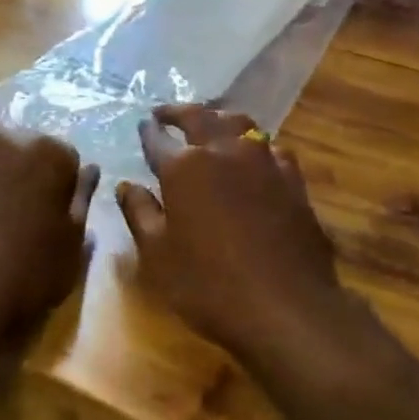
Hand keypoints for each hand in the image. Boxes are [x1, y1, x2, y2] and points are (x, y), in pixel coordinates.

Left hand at [0, 126, 98, 346]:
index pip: (67, 160)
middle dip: (28, 172)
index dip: (63, 190)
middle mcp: (8, 136)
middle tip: (23, 214)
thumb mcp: (71, 247)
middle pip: (26, 148)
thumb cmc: (23, 274)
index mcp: (50, 152)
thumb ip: (82, 201)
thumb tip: (89, 171)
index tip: (55, 217)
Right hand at [115, 104, 343, 365]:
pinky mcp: (293, 179)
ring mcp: (264, 161)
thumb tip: (125, 186)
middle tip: (166, 113)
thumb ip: (140, 213)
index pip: (158, 140)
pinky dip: (255, 145)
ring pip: (240, 123)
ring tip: (210, 123)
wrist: (285, 306)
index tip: (142, 125)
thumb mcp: (158, 255)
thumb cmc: (209, 284)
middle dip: (178, 112)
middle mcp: (224, 151)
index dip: (147, 132)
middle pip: (199, 117)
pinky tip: (254, 156)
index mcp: (184, 167)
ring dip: (219, 118)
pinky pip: (272, 148)